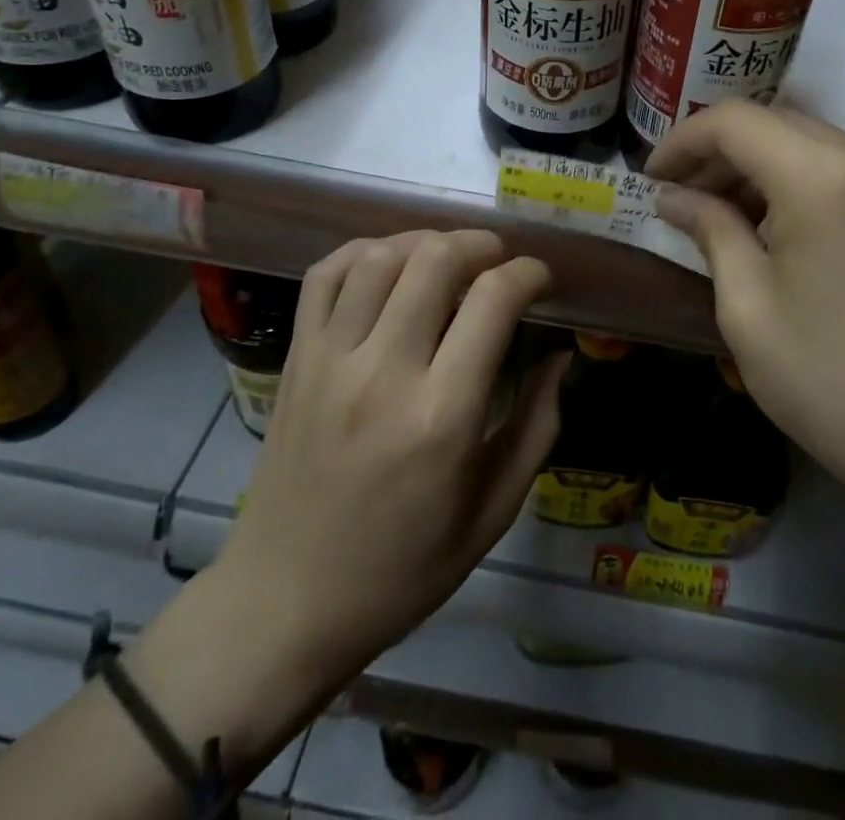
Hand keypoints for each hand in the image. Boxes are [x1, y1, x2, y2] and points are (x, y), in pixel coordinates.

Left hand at [214, 230, 566, 685]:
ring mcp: (330, 360)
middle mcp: (384, 372)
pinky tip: (387, 264)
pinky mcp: (296, 359)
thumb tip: (560, 355)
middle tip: (498, 262)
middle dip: (481, 244)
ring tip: (448, 258)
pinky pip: (324, 276)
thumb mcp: (493, 511)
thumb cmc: (402, 569)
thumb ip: (538, 425)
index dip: (529, 273)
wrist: (284, 604)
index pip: (494, 299)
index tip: (541, 280)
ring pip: (380, 256)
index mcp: (443, 414)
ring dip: (425, 241)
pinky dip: (362, 252)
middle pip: (436, 259)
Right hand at [648, 102, 844, 528]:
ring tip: (718, 215)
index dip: (682, 141)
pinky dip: (797, 183)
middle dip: (717, 154)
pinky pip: (842, 169)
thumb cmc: (833, 383)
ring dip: (757, 168)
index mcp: (823, 175)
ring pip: (809, 143)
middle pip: (774, 125)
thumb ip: (710, 231)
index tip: (650, 179)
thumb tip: (674, 197)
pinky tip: (774, 226)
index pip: (734, 121)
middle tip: (678, 200)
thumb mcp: (749, 308)